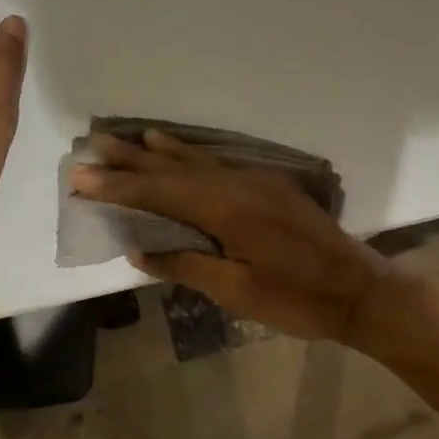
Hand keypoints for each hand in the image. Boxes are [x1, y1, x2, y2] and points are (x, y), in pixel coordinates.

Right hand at [71, 130, 422, 350]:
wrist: (359, 291)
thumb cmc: (297, 299)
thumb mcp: (237, 291)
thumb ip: (187, 266)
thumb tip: (140, 252)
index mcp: (226, 210)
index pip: (159, 193)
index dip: (117, 187)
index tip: (79, 178)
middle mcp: (237, 184)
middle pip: (174, 169)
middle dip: (130, 161)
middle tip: (91, 146)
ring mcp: (256, 181)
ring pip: (197, 160)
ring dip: (158, 152)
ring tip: (127, 139)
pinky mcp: (269, 187)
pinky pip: (218, 163)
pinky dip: (190, 155)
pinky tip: (177, 149)